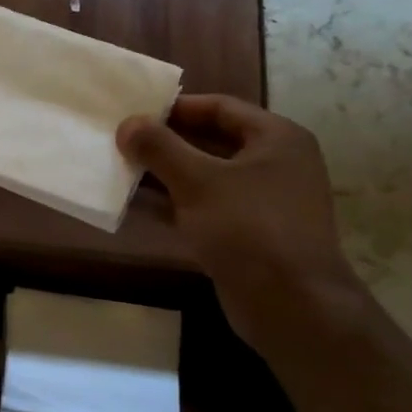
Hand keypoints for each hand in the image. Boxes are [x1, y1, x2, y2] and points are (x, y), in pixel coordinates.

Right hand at [117, 95, 363, 349]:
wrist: (290, 304)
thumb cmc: (248, 228)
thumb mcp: (198, 181)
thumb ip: (160, 148)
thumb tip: (128, 123)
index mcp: (276, 138)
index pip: (219, 107)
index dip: (175, 108)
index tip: (134, 112)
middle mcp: (274, 164)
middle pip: (211, 141)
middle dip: (165, 143)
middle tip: (122, 142)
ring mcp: (262, 202)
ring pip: (205, 177)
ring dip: (164, 176)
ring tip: (120, 171)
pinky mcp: (248, 234)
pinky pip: (205, 208)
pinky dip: (174, 205)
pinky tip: (136, 207)